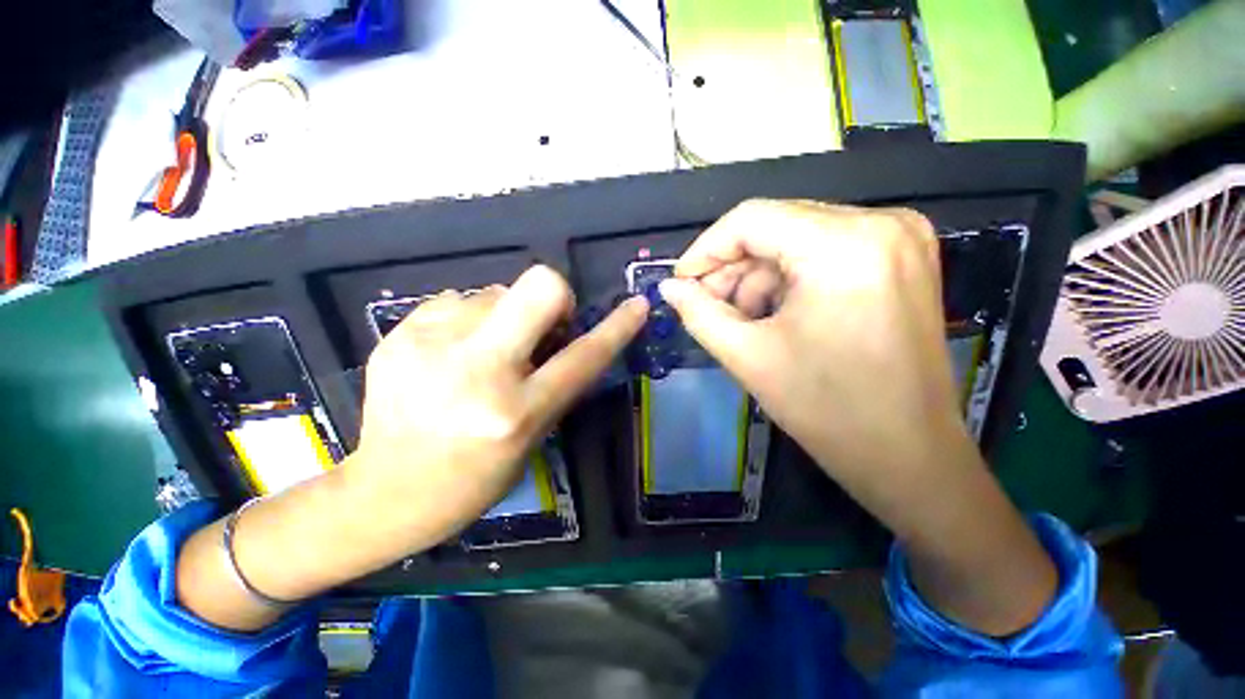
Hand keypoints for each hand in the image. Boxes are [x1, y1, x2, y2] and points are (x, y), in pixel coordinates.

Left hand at [177, 265, 646, 631]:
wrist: (384, 494)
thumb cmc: (471, 478)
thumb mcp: (531, 436)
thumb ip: (554, 380)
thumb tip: (563, 330)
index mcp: (516, 411)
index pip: (584, 356)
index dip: (617, 328)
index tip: (636, 305)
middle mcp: (477, 371)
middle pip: (538, 286)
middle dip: (554, 295)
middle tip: (542, 322)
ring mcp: (431, 346)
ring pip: (495, 290)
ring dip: (504, 313)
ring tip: (484, 349)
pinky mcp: (399, 334)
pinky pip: (458, 301)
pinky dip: (468, 318)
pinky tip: (451, 350)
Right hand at [659, 199, 962, 504]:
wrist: (908, 454)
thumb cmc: (827, 410)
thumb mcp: (748, 356)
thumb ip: (698, 313)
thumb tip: (668, 287)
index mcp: (844, 245)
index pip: (751, 219)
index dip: (705, 249)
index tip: (682, 283)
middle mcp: (880, 223)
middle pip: (776, 225)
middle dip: (732, 267)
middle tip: (709, 306)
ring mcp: (899, 237)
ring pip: (797, 237)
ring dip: (760, 275)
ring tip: (744, 319)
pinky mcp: (902, 257)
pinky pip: (824, 250)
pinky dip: (790, 277)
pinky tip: (778, 314)